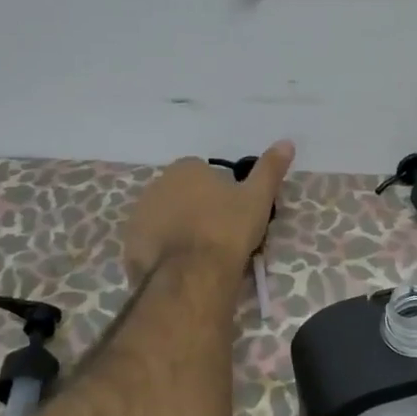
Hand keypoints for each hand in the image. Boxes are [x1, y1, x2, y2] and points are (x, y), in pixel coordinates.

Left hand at [124, 142, 294, 280]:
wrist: (192, 274)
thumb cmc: (228, 229)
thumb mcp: (258, 197)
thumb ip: (270, 168)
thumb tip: (287, 141)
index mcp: (185, 168)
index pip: (204, 174)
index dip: (220, 193)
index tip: (233, 213)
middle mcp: (156, 185)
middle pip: (182, 195)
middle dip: (196, 210)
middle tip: (219, 235)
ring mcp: (139, 215)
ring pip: (165, 219)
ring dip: (179, 230)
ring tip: (201, 255)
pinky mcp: (129, 245)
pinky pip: (151, 244)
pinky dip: (163, 252)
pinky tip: (181, 267)